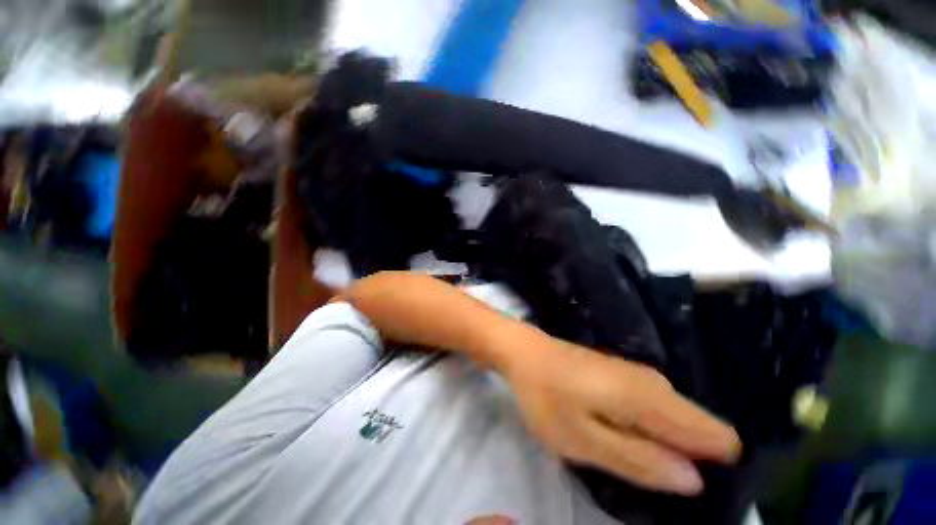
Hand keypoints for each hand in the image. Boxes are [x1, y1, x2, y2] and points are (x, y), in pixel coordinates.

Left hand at [496, 329, 740, 495]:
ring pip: (676, 418)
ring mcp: (637, 374)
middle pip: (700, 428)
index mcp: (651, 400)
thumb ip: (639, 461)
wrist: (526, 352)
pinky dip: (653, 427)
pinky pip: (655, 406)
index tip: (695, 490)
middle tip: (658, 481)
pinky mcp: (622, 373)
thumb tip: (695, 481)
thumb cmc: (547, 396)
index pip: (718, 436)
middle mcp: (654, 383)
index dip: (716, 467)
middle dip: (691, 458)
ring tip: (643, 463)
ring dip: (671, 444)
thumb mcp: (584, 440)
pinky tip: (631, 437)